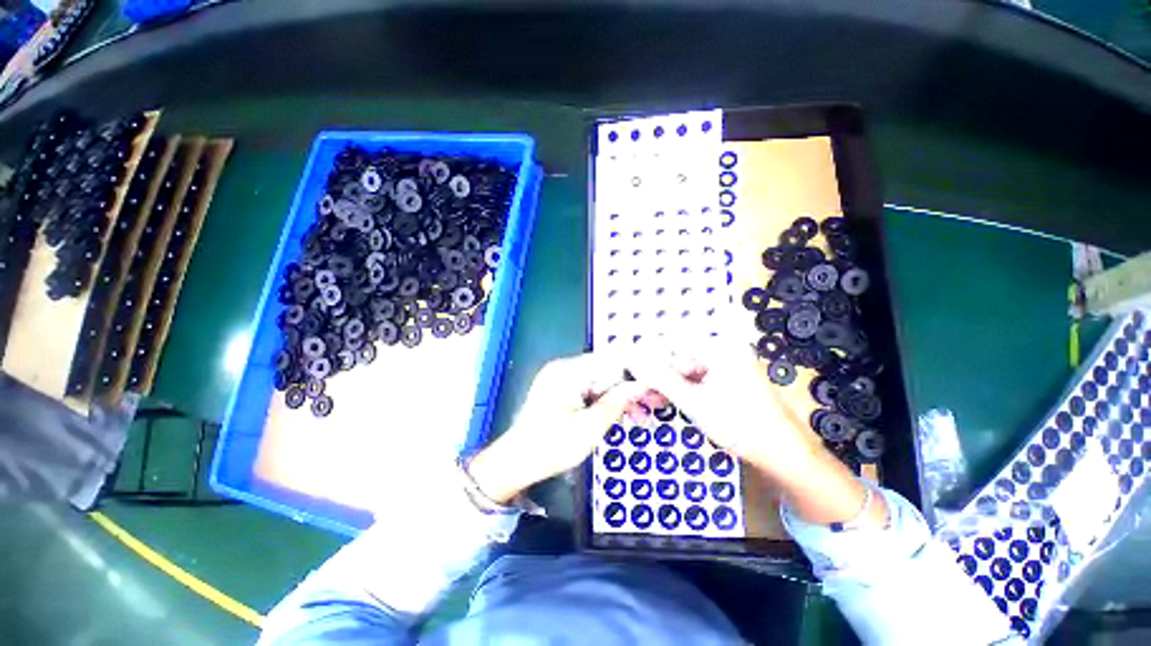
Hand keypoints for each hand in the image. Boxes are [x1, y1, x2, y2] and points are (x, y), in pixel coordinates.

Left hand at [468, 353, 665, 503]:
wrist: (516, 462)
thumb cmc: (552, 446)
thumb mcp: (590, 427)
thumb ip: (617, 402)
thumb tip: (641, 385)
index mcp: (569, 371)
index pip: (610, 359)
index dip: (636, 367)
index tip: (657, 377)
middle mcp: (564, 368)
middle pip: (606, 371)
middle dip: (630, 388)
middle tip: (655, 403)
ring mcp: (562, 379)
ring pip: (600, 382)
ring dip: (620, 398)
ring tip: (643, 416)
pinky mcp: (561, 391)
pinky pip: (589, 390)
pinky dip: (605, 402)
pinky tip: (622, 415)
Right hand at [626, 340, 824, 483]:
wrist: (784, 455)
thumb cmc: (740, 426)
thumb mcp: (693, 402)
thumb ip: (661, 379)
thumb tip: (633, 361)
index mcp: (720, 347)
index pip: (672, 346)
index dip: (650, 362)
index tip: (634, 377)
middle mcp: (725, 349)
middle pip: (680, 358)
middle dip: (660, 378)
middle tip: (643, 396)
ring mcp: (729, 363)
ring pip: (687, 370)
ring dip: (670, 386)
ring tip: (652, 402)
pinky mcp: (731, 378)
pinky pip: (699, 379)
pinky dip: (685, 391)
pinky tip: (672, 402)